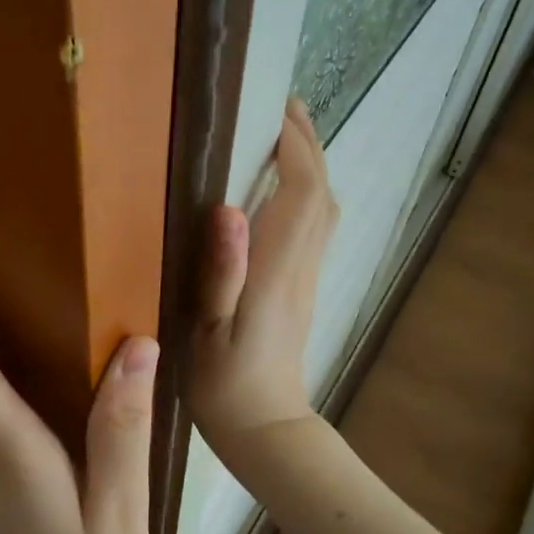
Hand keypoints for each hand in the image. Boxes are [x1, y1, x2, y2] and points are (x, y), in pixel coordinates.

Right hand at [190, 99, 337, 455]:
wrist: (264, 427)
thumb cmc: (224, 383)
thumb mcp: (207, 331)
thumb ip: (221, 273)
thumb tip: (228, 209)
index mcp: (277, 271)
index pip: (302, 193)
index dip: (295, 147)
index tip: (277, 109)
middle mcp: (301, 266)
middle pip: (321, 192)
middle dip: (307, 144)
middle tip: (283, 107)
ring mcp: (307, 277)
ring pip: (325, 208)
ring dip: (311, 165)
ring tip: (284, 136)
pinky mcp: (302, 287)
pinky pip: (317, 225)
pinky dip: (308, 192)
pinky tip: (285, 188)